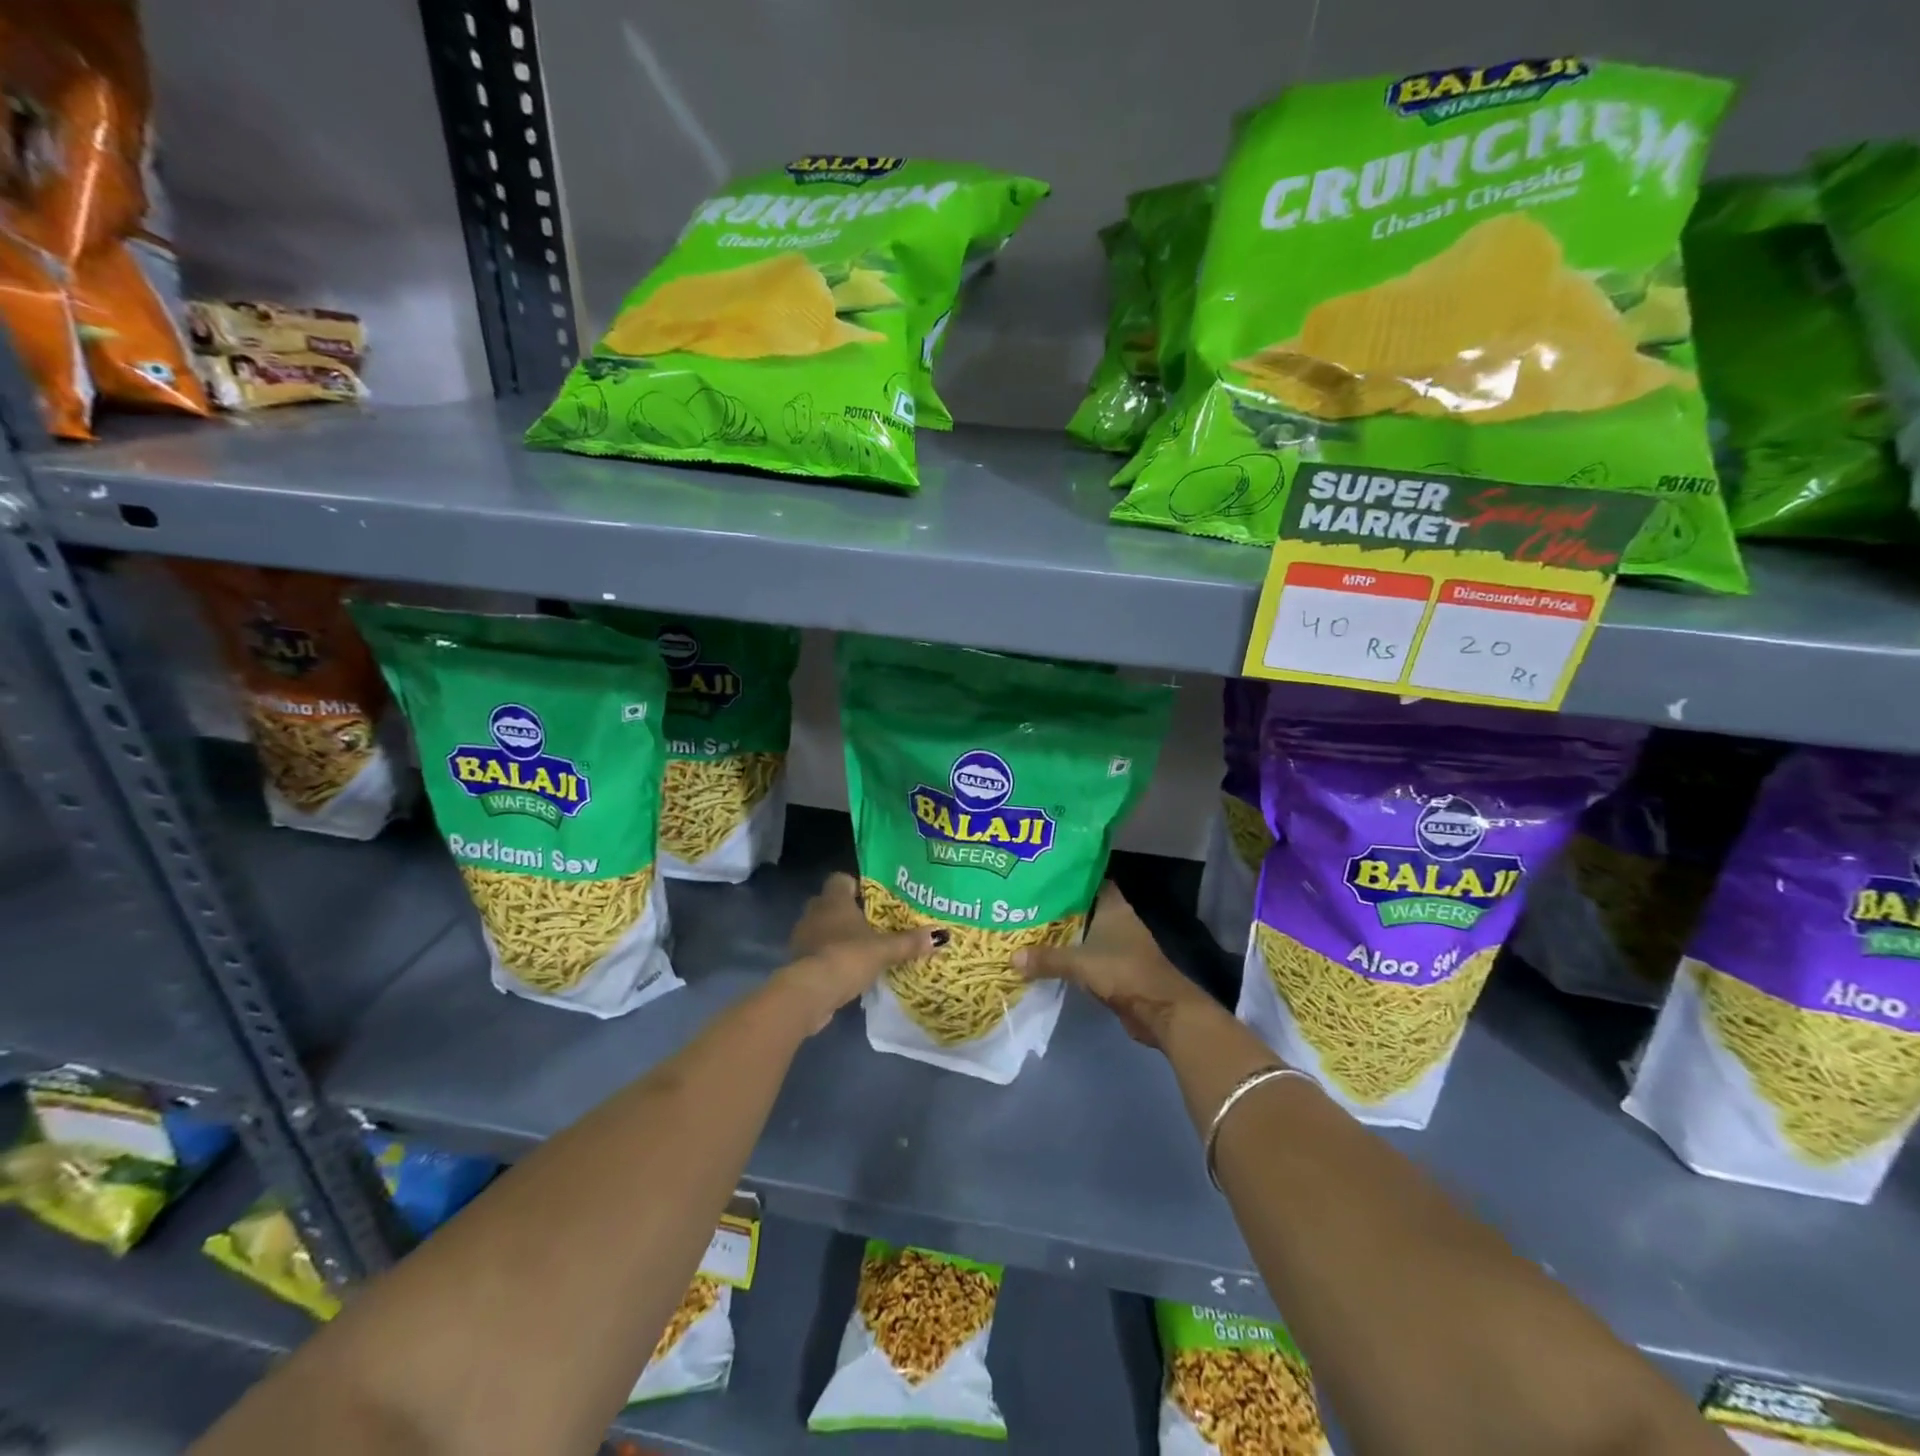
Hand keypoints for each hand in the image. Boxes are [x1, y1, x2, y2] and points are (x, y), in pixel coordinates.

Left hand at [777, 872, 943, 1033]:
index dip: (855, 885)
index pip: (840, 879)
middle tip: (872, 924)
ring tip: (861, 948)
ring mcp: (802, 937)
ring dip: (836, 936)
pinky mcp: (797, 961)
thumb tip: (941, 935)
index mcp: (833, 900)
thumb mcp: (884, 950)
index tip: (872, 898)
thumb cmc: (847, 957)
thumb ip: (909, 942)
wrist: (810, 992)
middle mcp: (814, 912)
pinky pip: (816, 951)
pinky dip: (828, 957)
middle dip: (848, 912)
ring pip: (821, 928)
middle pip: (831, 904)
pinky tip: (846, 969)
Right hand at [1014, 881, 1214, 1049]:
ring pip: (1084, 932)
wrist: (1161, 1011)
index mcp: (1113, 906)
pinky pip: (1087, 955)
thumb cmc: (1124, 972)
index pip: (1089, 880)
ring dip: (1063, 933)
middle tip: (1025, 901)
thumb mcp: (1080, 963)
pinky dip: (1071, 956)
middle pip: (1083, 907)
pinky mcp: (1116, 968)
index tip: (1041, 874)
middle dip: (1058, 906)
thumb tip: (1011, 957)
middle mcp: (1117, 920)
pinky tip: (1047, 956)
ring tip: (1029, 927)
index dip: (1068, 875)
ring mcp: (1119, 945)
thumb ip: (1047, 958)